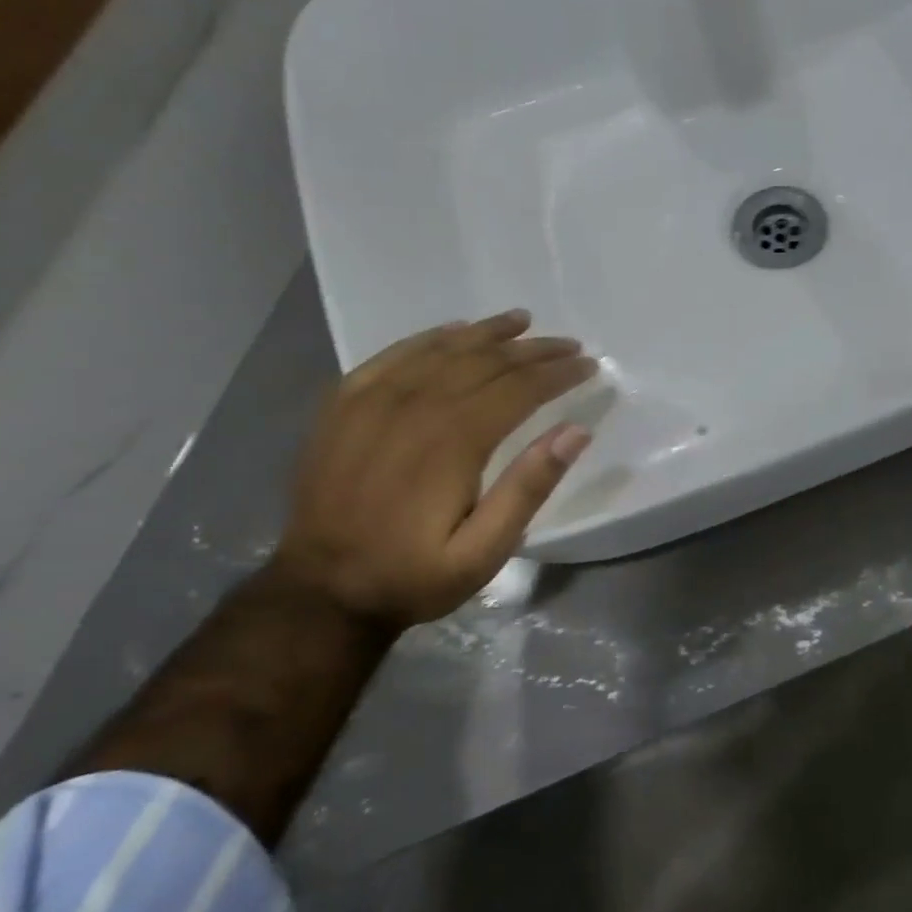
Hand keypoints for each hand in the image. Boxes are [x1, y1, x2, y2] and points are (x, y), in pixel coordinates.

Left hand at [271, 310, 596, 630]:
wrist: (322, 589)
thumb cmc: (413, 574)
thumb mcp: (484, 551)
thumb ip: (528, 488)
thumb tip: (576, 431)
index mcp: (453, 441)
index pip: (519, 388)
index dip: (558, 373)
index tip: (589, 365)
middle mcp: (414, 407)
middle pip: (485, 361)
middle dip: (533, 350)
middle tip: (568, 344)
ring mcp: (373, 400)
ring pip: (443, 349)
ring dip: (488, 333)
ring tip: (522, 322)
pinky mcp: (344, 403)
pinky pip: (394, 354)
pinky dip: (431, 337)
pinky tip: (454, 330)